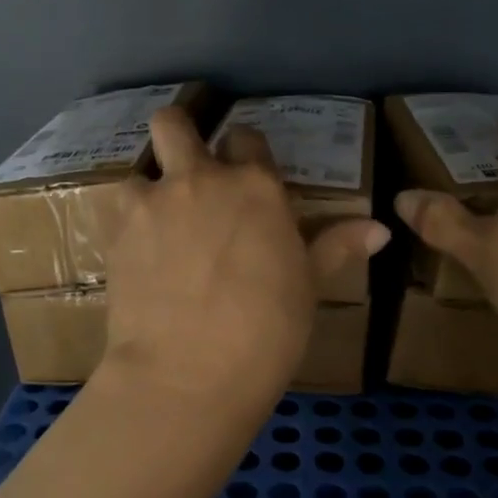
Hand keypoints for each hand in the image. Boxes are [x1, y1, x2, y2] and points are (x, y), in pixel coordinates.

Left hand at [104, 106, 389, 417]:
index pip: (248, 138)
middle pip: (175, 124)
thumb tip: (381, 230)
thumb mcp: (309, 286)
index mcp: (255, 186)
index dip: (247, 151)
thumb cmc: (266, 331)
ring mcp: (152, 204)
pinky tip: (140, 254)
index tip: (247, 172)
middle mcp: (199, 179)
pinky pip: (118, 211)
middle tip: (189, 166)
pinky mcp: (116, 234)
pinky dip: (129, 223)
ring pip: (139, 169)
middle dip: (180, 133)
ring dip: (150, 188)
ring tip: (160, 222)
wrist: (186, 374)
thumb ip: (337, 246)